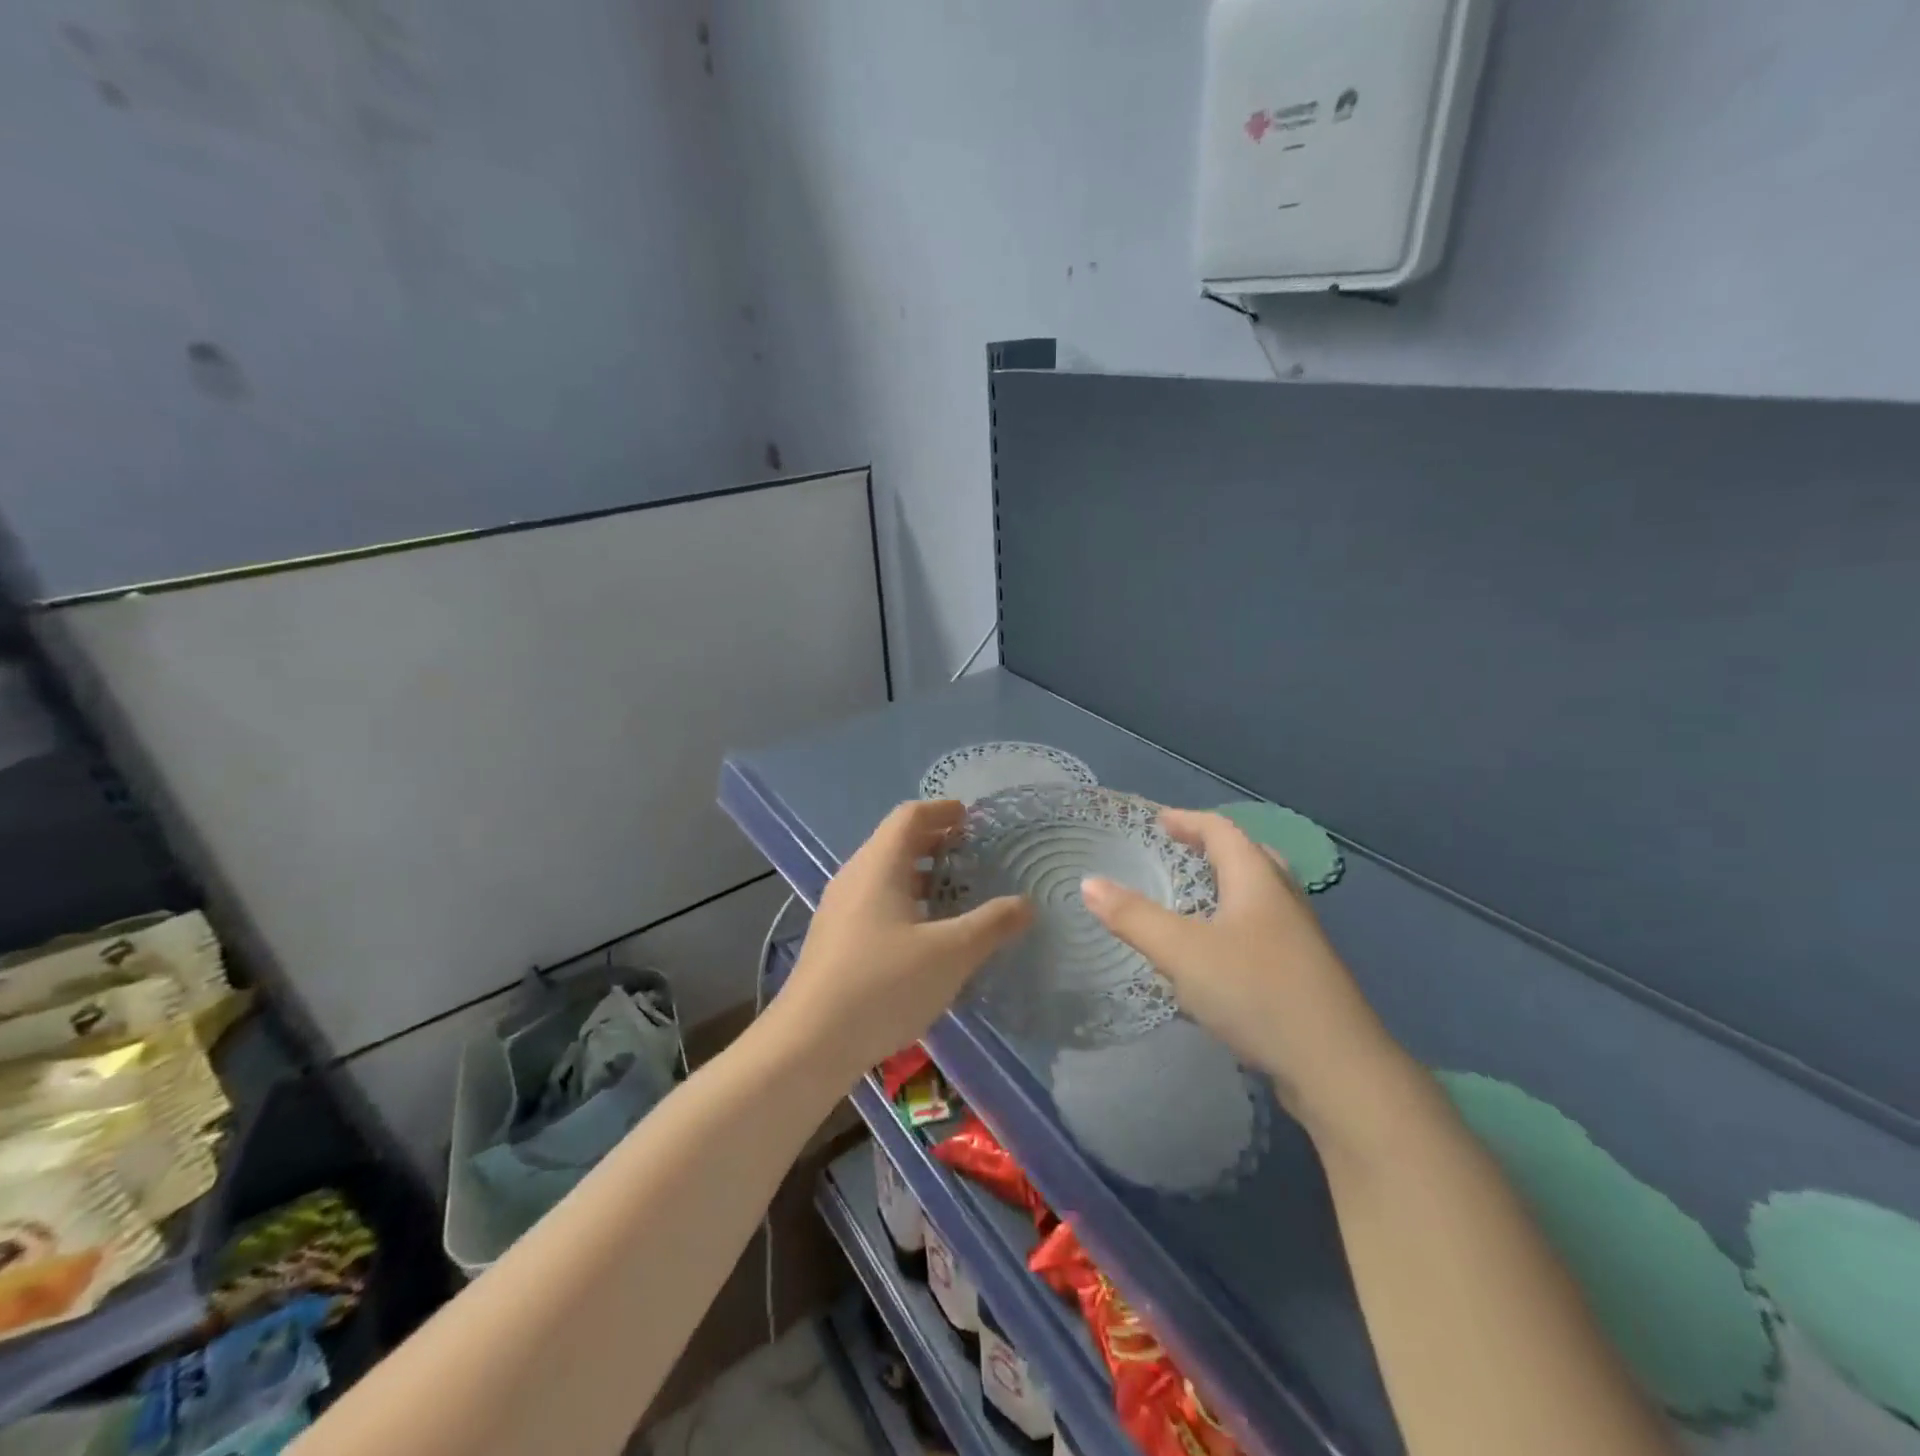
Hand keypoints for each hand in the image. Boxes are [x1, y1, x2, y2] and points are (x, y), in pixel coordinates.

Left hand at [778, 800, 1031, 1083]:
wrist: (809, 1043)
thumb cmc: (883, 984)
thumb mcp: (950, 954)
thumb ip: (991, 925)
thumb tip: (1026, 904)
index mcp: (878, 866)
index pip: (909, 817)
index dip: (941, 811)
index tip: (969, 816)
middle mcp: (854, 878)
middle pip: (895, 843)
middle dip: (934, 842)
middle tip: (971, 852)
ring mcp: (839, 911)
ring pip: (884, 876)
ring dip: (919, 876)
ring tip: (955, 893)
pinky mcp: (834, 942)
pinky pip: (875, 904)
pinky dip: (905, 903)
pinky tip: (925, 935)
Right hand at [1080, 809, 1399, 1123]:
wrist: (1336, 1068)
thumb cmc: (1256, 992)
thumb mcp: (1183, 952)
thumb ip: (1133, 917)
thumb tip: (1088, 882)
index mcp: (1258, 880)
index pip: (1222, 831)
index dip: (1189, 820)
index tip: (1158, 821)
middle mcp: (1283, 899)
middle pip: (1249, 855)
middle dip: (1212, 847)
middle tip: (1179, 851)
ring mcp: (1299, 938)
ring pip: (1260, 894)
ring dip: (1226, 885)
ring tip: (1193, 897)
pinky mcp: (1304, 973)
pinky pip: (1263, 927)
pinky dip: (1235, 921)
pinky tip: (1217, 953)